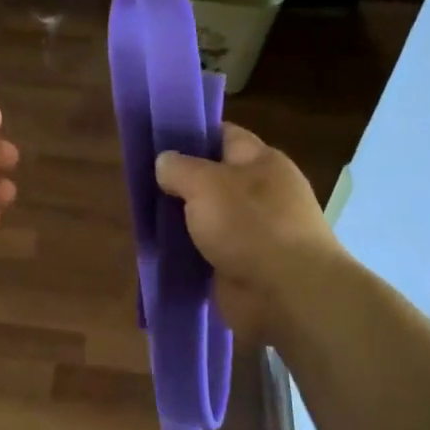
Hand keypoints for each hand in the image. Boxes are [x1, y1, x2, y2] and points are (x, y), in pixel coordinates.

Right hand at [155, 123, 341, 348]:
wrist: (287, 295)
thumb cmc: (250, 225)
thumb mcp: (205, 183)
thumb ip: (179, 168)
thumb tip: (164, 163)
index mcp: (262, 162)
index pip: (224, 135)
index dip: (192, 134)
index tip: (157, 140)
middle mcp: (261, 192)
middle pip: (212, 177)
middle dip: (180, 180)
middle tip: (141, 180)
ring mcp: (253, 231)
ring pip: (207, 216)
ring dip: (180, 219)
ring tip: (142, 214)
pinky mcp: (243, 265)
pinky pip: (207, 250)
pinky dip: (187, 250)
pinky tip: (158, 248)